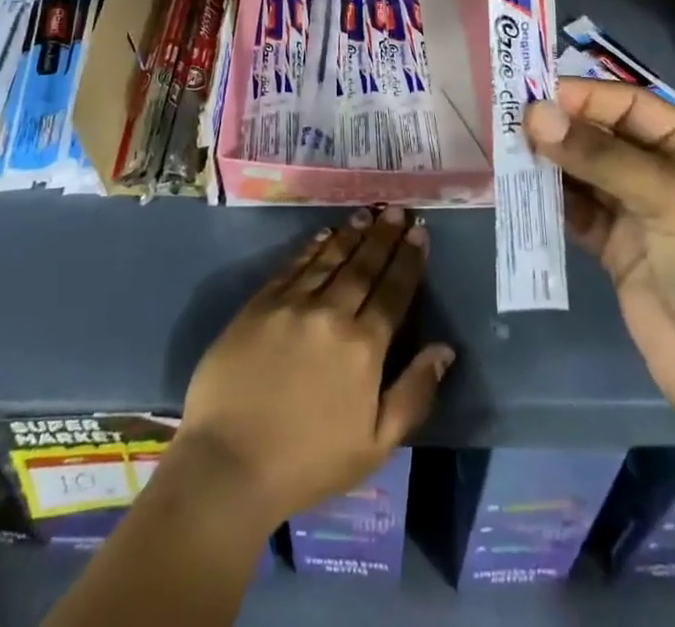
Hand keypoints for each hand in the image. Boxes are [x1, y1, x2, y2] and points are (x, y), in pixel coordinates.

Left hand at [170, 205, 454, 529]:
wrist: (229, 463)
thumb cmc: (308, 463)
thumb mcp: (375, 445)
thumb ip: (413, 393)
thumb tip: (445, 349)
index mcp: (364, 347)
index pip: (394, 292)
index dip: (409, 260)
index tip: (420, 233)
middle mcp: (332, 313)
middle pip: (364, 266)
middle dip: (384, 236)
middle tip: (398, 210)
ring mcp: (293, 303)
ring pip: (330, 258)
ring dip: (352, 234)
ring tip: (368, 213)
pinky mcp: (261, 303)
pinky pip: (294, 265)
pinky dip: (313, 247)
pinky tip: (325, 235)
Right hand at [527, 80, 674, 454]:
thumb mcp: (669, 198)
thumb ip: (599, 156)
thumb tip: (534, 115)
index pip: (629, 105)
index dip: (584, 97)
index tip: (533, 95)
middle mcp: (662, 172)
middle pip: (602, 135)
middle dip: (561, 127)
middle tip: (510, 121)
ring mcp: (636, 211)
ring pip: (584, 171)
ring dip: (550, 161)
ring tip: (507, 151)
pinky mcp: (614, 247)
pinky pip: (575, 210)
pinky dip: (550, 199)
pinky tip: (520, 189)